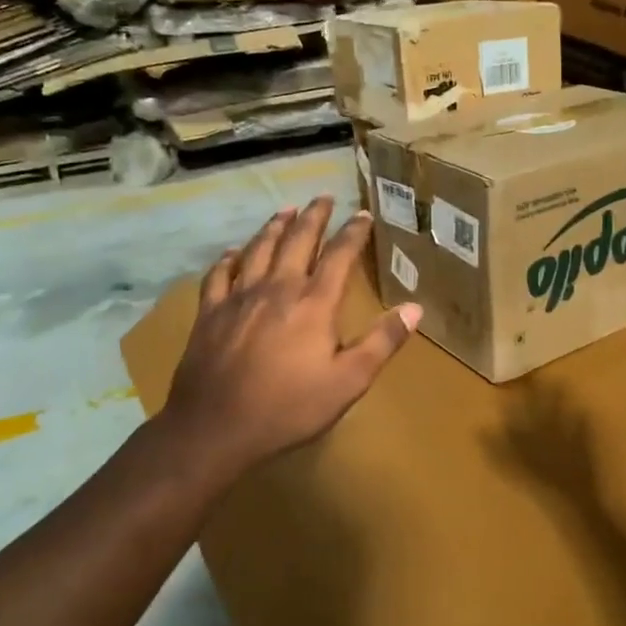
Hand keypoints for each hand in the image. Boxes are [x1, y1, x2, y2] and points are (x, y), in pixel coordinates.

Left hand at [153, 197, 420, 486]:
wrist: (215, 427)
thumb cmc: (289, 407)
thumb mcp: (348, 381)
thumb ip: (382, 342)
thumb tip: (415, 308)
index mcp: (314, 304)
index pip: (339, 256)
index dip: (353, 232)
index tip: (363, 214)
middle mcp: (277, 289)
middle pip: (297, 241)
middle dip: (313, 217)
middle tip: (322, 197)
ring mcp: (239, 298)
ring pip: (259, 249)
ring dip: (274, 227)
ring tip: (285, 211)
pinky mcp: (210, 313)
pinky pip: (219, 274)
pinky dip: (229, 258)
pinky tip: (233, 251)